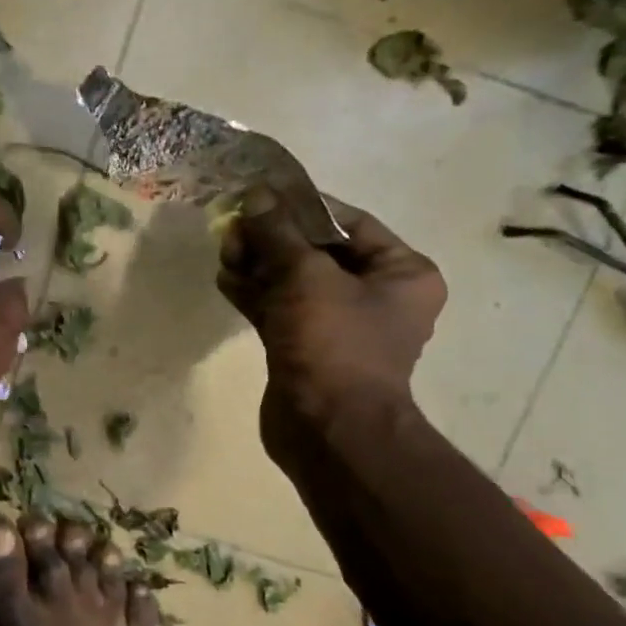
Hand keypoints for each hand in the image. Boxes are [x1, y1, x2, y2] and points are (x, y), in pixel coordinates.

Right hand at [218, 183, 445, 440]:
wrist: (327, 430)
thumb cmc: (333, 344)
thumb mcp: (306, 277)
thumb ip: (278, 233)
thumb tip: (256, 196)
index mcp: (401, 272)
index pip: (349, 222)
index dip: (302, 206)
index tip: (260, 196)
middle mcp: (375, 296)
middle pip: (317, 251)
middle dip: (272, 239)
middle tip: (233, 229)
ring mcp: (338, 325)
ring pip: (293, 282)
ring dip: (258, 265)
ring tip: (224, 253)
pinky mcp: (307, 349)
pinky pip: (280, 310)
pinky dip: (255, 294)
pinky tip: (225, 279)